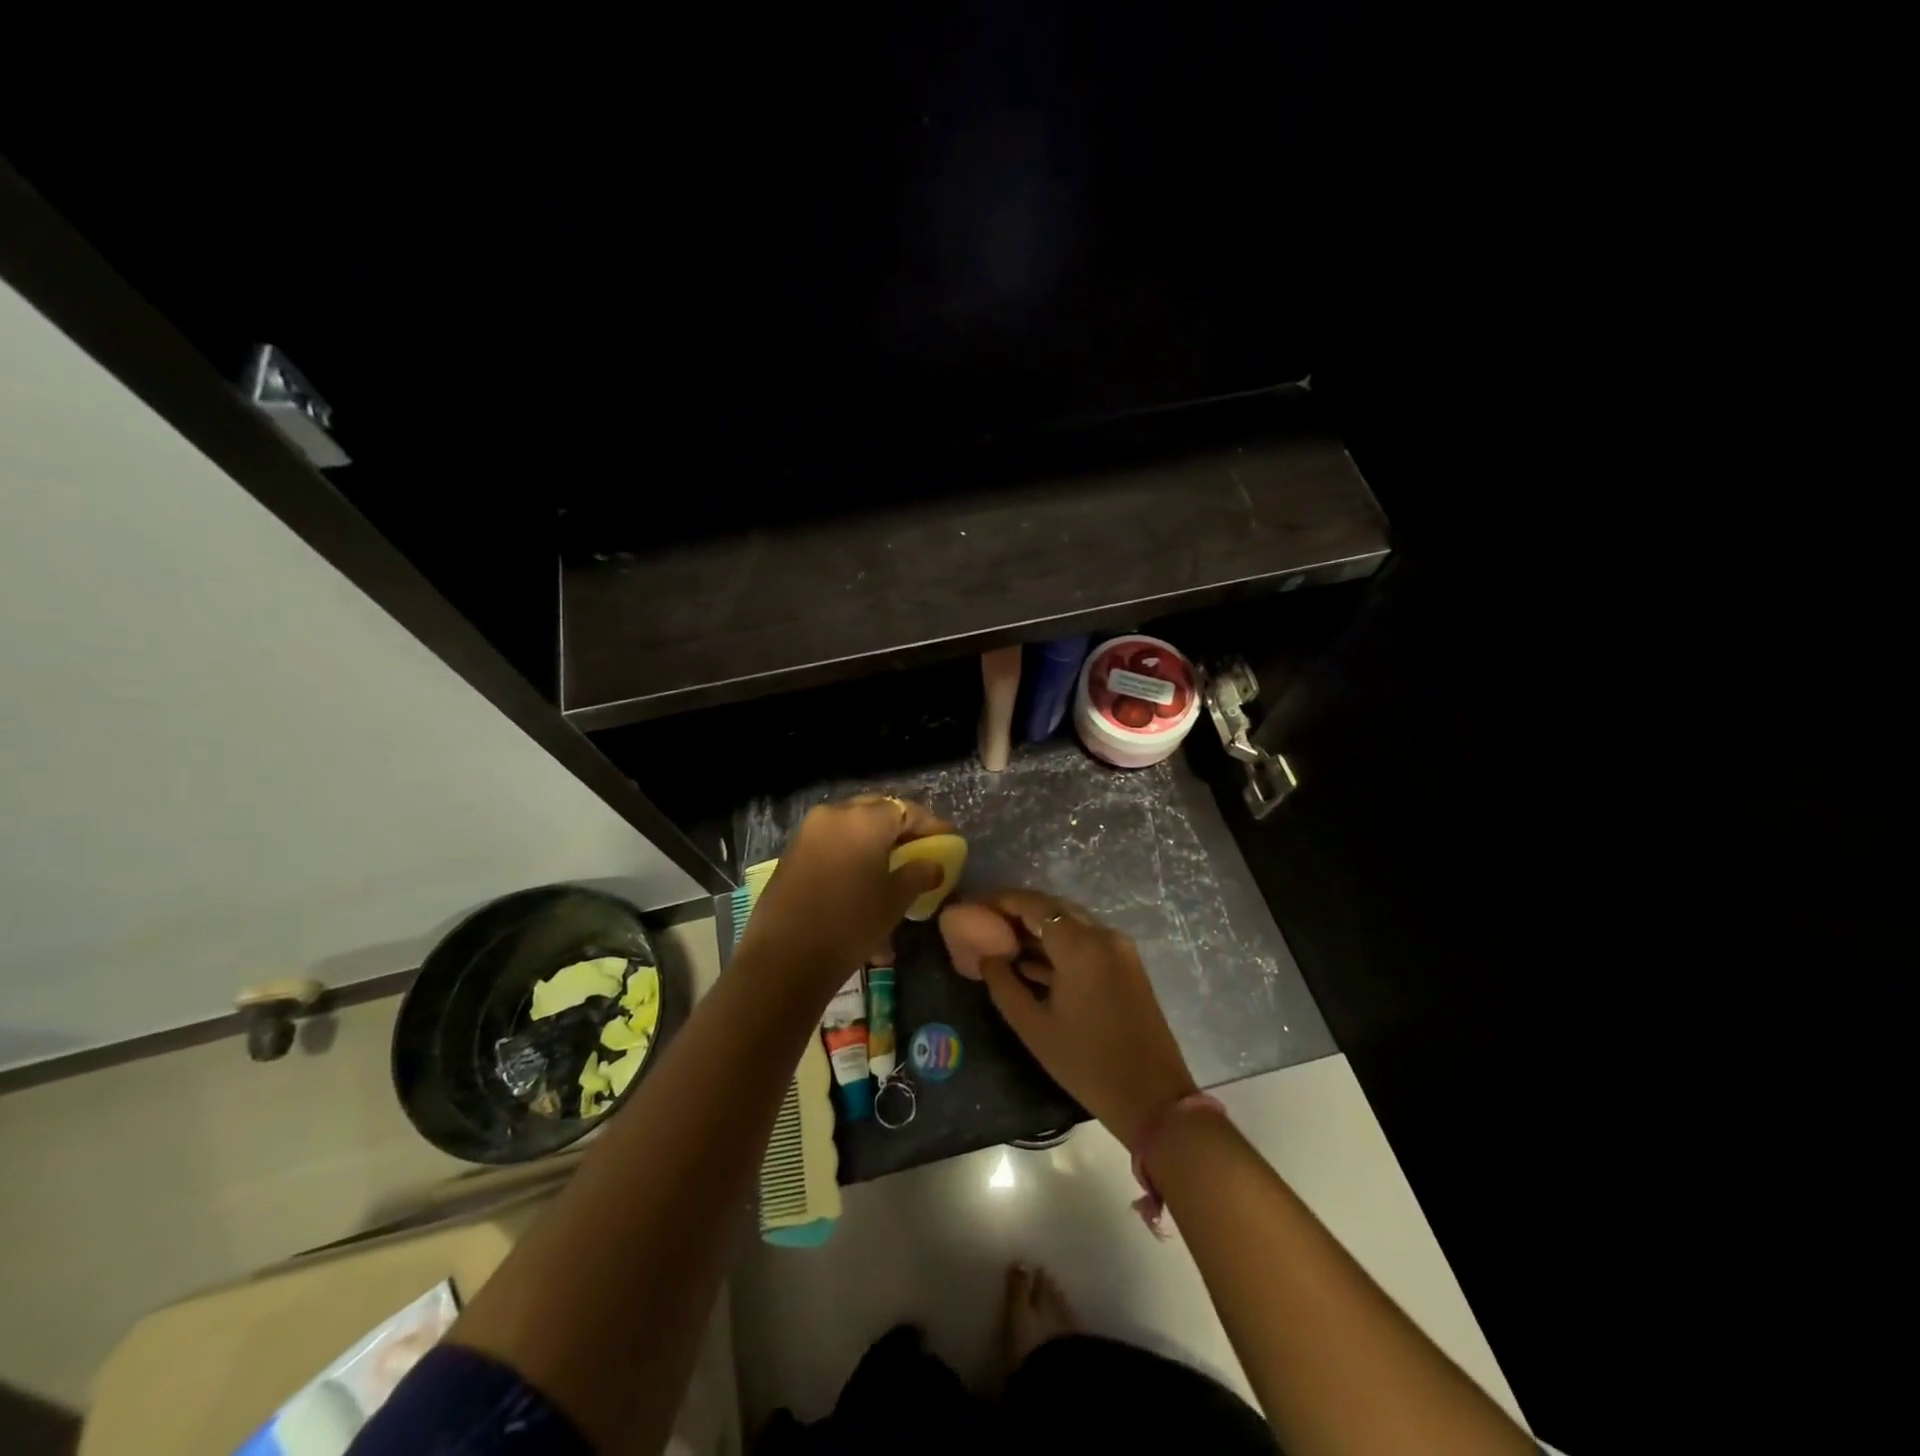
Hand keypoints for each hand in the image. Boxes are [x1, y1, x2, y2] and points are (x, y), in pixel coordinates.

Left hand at [734, 795, 952, 987]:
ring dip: (873, 845)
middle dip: (899, 830)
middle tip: (918, 851)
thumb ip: (918, 874)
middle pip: (876, 812)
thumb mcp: (894, 900)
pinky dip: (851, 857)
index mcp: (865, 819)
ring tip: (891, 874)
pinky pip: (831, 845)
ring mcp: (809, 832)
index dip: (930, 825)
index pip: (906, 810)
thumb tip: (933, 864)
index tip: (947, 840)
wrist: (785, 957)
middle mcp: (835, 815)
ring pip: (852, 830)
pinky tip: (862, 887)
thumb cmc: (851, 923)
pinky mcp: (792, 853)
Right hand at [975, 889, 1198, 1150]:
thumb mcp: (1033, 1026)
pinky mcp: (1127, 965)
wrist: (1153, 1098)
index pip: (1032, 904)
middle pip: (1053, 908)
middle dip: (1018, 913)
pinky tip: (1032, 964)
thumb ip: (1003, 984)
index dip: (1000, 901)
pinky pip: (1086, 941)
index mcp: (1080, 944)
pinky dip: (1060, 946)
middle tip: (985, 926)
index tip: (974, 909)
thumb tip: (987, 956)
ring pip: (1070, 923)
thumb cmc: (1086, 1063)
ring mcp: (1119, 948)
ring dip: (1039, 929)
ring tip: (1002, 944)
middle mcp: (1102, 935)